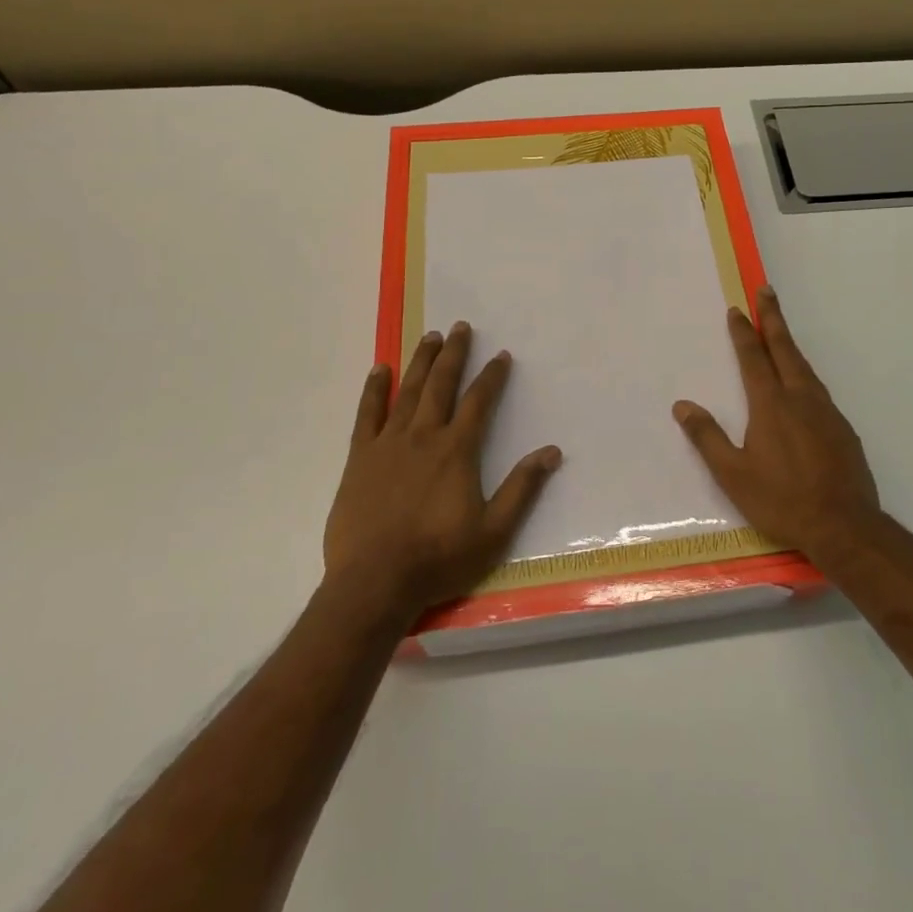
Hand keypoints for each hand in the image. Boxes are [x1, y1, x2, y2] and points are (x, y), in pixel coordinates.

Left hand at [324, 323, 562, 622]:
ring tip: (430, 337)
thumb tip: (552, 451)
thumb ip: (522, 488)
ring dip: (420, 362)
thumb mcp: (493, 531)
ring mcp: (388, 444)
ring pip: (408, 391)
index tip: (501, 355)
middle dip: (454, 354)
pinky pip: (367, 414)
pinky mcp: (360, 459)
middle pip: (441, 385)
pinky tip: (380, 370)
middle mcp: (423, 436)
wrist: (374, 583)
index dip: (492, 376)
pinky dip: (374, 390)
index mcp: (457, 450)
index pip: (479, 401)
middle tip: (460, 327)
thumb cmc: (438, 558)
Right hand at [673, 286, 880, 561]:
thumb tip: (682, 406)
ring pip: (805, 367)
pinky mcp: (843, 428)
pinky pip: (819, 389)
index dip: (743, 332)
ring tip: (781, 332)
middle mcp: (801, 398)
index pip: (753, 358)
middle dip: (773, 319)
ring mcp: (826, 412)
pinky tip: (803, 385)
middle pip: (785, 349)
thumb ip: (707, 437)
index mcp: (771, 405)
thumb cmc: (781, 500)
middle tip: (767, 291)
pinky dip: (805, 373)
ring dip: (790, 344)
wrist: (844, 526)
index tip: (737, 309)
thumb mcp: (733, 475)